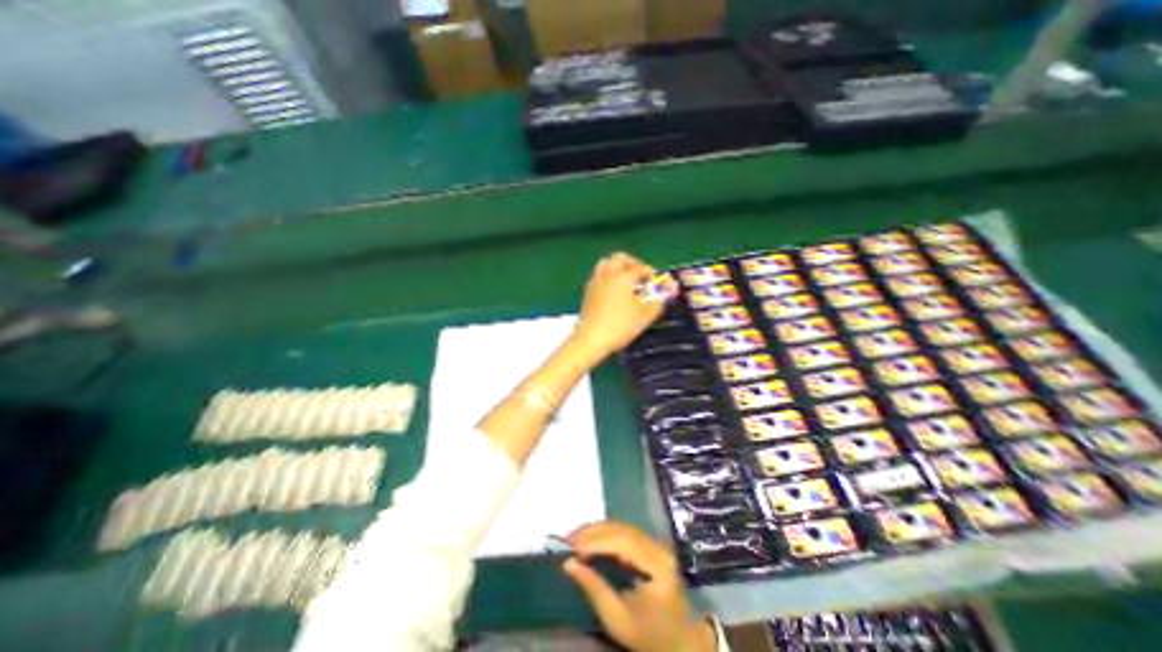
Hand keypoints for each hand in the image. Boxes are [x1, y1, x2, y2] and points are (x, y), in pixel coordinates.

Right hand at [563, 522, 718, 651]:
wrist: (679, 642)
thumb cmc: (649, 636)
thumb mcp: (617, 620)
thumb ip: (594, 588)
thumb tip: (568, 564)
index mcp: (656, 565)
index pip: (623, 542)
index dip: (596, 540)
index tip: (571, 546)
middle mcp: (658, 547)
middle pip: (622, 529)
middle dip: (593, 532)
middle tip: (569, 539)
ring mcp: (657, 544)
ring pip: (623, 527)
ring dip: (598, 530)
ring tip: (576, 539)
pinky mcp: (652, 545)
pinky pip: (626, 532)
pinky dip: (606, 533)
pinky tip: (592, 539)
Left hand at [570, 252, 662, 360]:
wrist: (591, 338)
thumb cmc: (619, 327)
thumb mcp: (644, 317)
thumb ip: (657, 304)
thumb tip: (662, 296)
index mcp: (624, 278)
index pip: (641, 268)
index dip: (651, 273)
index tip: (655, 283)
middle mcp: (608, 274)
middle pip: (620, 258)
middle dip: (633, 263)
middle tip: (640, 276)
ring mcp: (596, 281)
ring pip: (607, 263)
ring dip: (618, 267)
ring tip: (626, 281)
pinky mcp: (588, 290)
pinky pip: (599, 274)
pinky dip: (608, 276)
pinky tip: (613, 291)